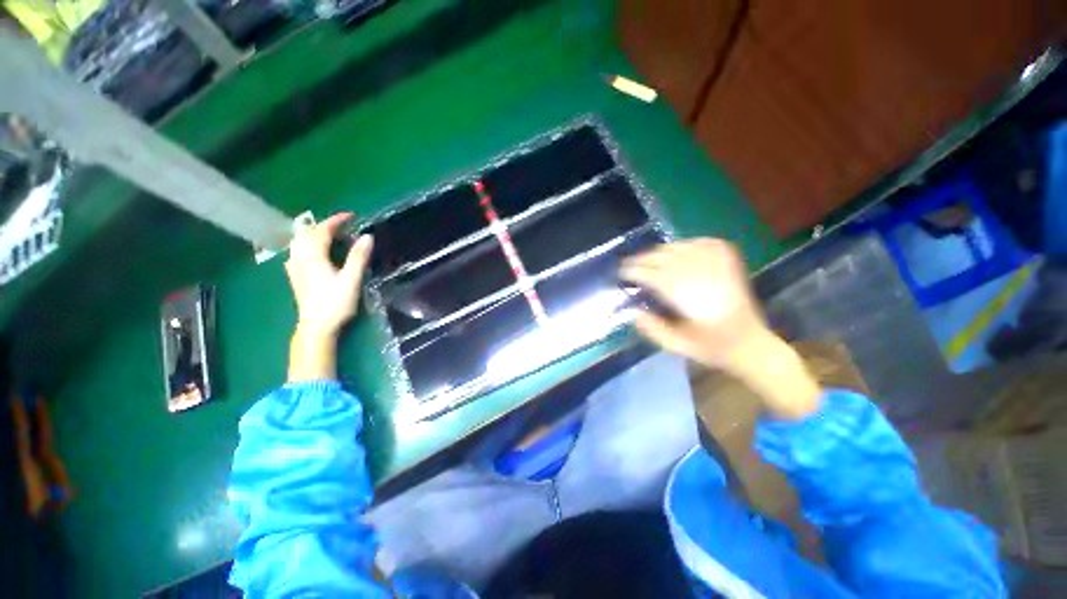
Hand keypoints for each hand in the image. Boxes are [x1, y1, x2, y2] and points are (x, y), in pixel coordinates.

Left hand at [285, 213, 372, 337]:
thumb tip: (367, 236)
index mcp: (314, 257)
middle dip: (325, 226)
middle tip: (344, 226)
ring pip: (300, 242)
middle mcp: (301, 258)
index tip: (352, 216)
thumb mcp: (351, 280)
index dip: (336, 220)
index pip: (322, 231)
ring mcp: (295, 268)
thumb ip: (358, 257)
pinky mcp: (295, 277)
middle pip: (308, 234)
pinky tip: (311, 252)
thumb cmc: (335, 303)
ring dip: (314, 234)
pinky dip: (306, 245)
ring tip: (330, 235)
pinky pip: (297, 252)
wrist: (316, 327)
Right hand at [620, 238, 767, 369]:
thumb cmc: (711, 346)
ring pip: (678, 247)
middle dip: (641, 259)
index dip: (632, 271)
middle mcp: (698, 273)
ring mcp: (716, 262)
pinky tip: (677, 251)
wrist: (750, 342)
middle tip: (629, 266)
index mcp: (685, 294)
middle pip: (661, 256)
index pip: (650, 273)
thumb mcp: (676, 345)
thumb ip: (651, 327)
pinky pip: (701, 242)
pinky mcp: (728, 259)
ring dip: (659, 252)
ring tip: (649, 260)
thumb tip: (632, 310)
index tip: (620, 273)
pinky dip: (685, 244)